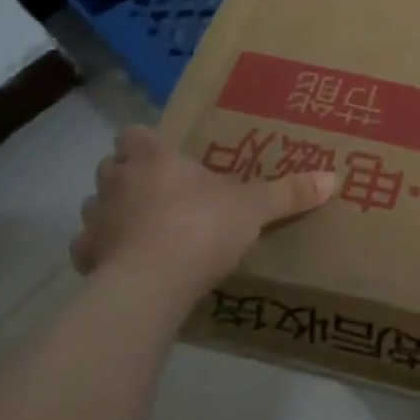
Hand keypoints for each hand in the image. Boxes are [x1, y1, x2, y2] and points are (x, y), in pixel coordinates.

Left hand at [73, 126, 335, 293]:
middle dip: (127, 175)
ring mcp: (96, 222)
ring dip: (112, 213)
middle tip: (159, 190)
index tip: (163, 154)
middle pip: (110, 167)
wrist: (150, 285)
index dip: (144, 141)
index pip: (133, 133)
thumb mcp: (254, 208)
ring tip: (143, 228)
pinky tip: (126, 264)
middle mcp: (117, 182)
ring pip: (94, 206)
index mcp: (154, 158)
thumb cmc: (201, 227)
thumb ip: (289, 192)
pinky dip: (102, 253)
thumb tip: (333, 177)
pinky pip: (88, 250)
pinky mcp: (85, 262)